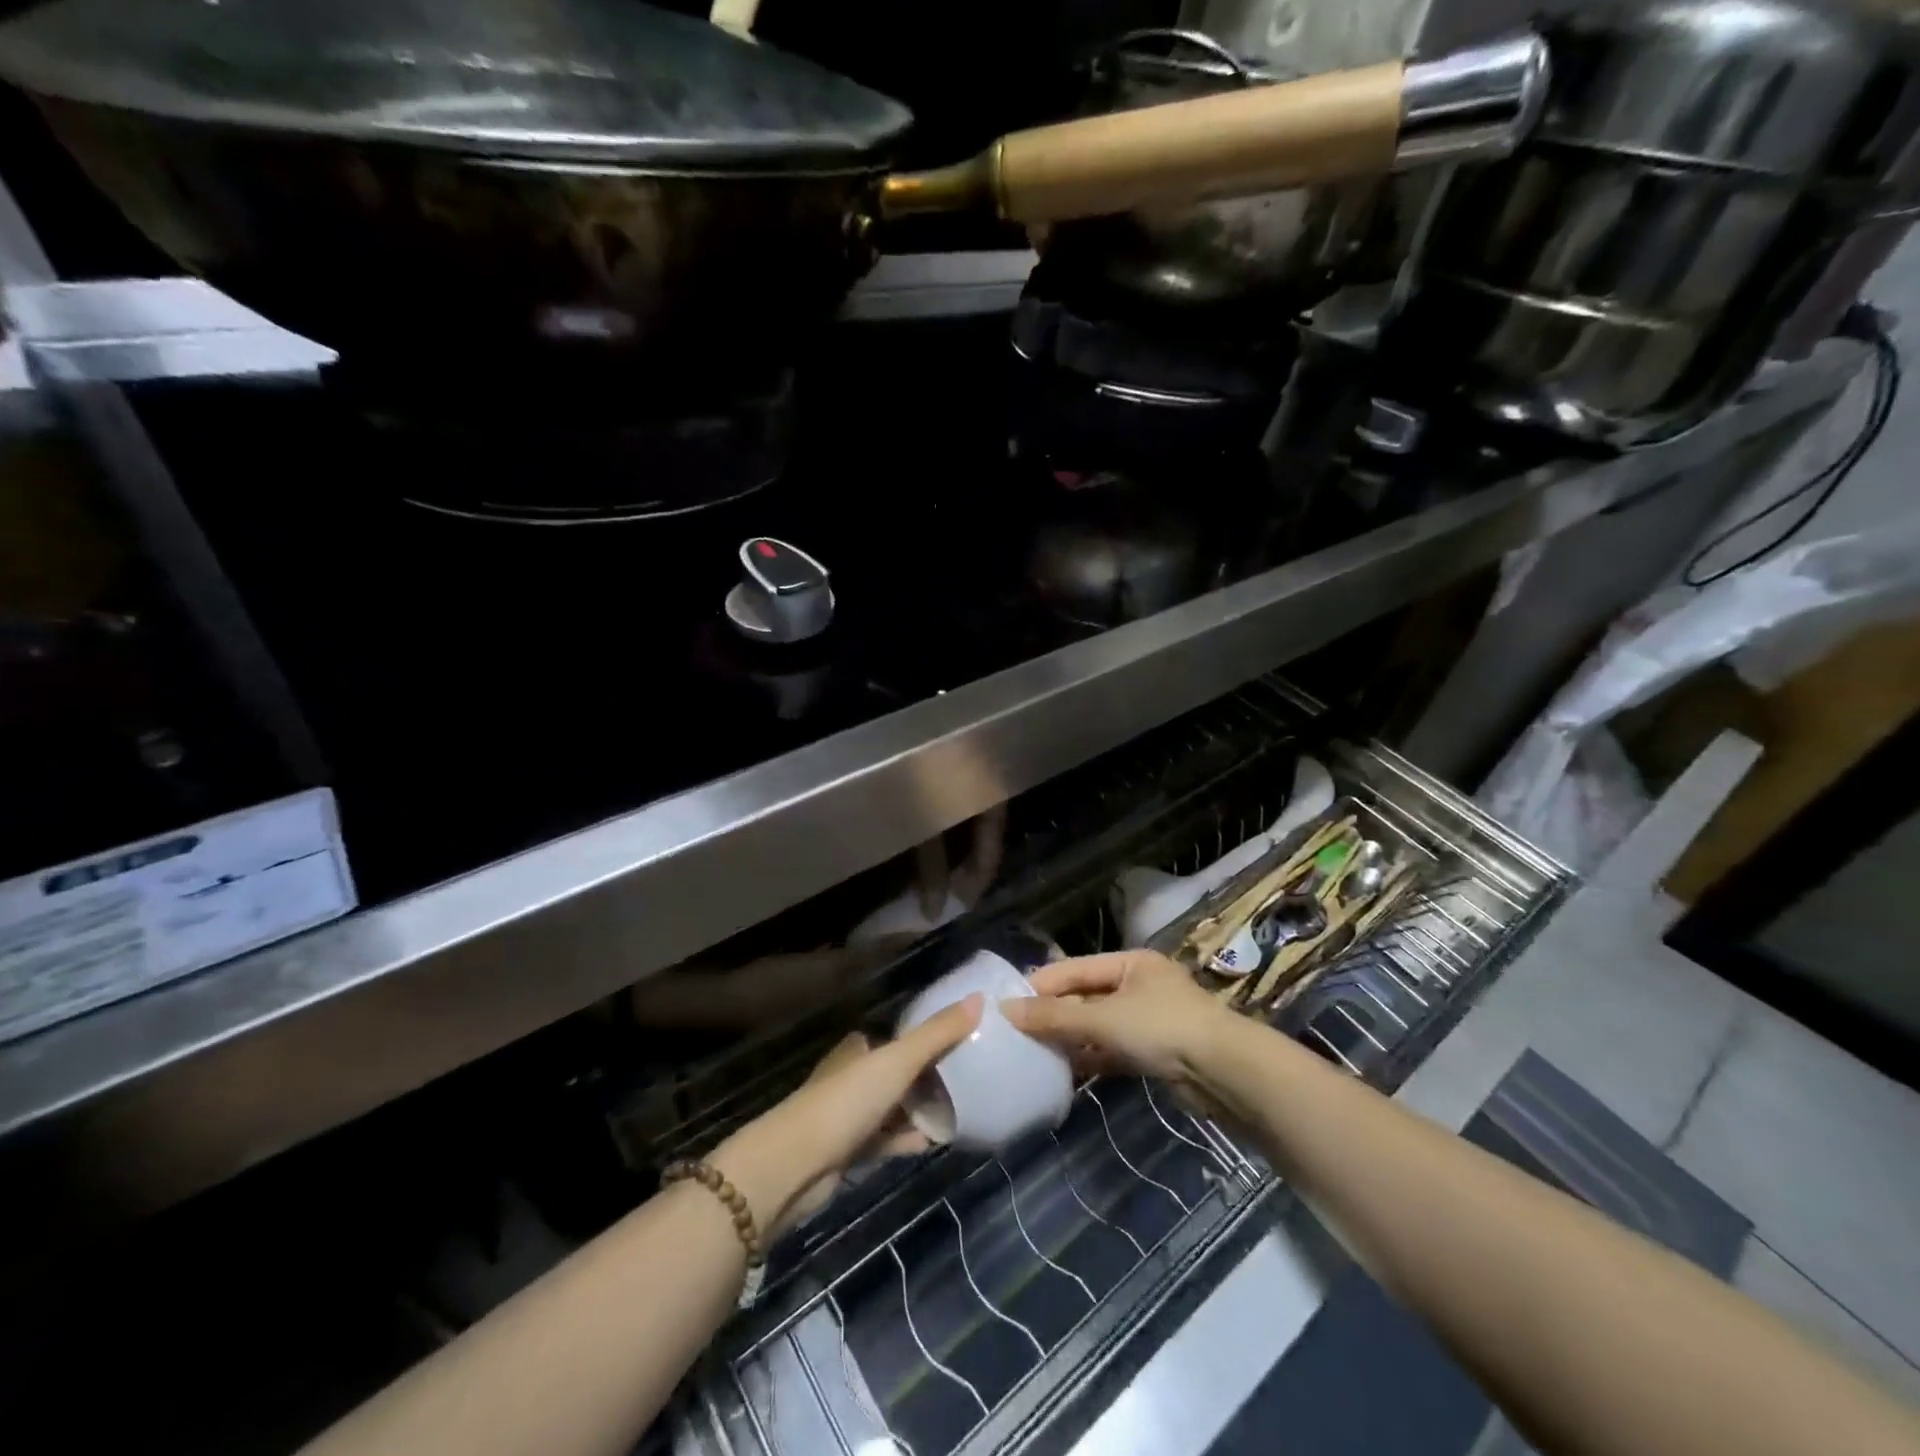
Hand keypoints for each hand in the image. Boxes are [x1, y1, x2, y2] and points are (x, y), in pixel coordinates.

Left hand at [710, 995, 981, 1238]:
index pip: (898, 1038)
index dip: (928, 1038)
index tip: (964, 1040)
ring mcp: (851, 1116)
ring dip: (922, 1110)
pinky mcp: (851, 1151)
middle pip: (898, 1073)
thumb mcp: (897, 1060)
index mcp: (859, 1049)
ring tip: (964, 1109)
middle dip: (930, 1076)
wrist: (795, 1165)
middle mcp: (853, 1076)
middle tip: (971, 1077)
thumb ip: (938, 1033)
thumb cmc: (846, 1101)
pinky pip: (889, 1140)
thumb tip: (979, 998)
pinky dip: (910, 1139)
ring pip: (895, 1107)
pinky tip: (937, 1142)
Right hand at [1001, 951, 1232, 1092]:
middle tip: (1016, 1030)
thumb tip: (1007, 1010)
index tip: (1009, 1002)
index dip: (1043, 984)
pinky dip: (1091, 1058)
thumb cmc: (1163, 1028)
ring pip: (1099, 1025)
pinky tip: (1065, 1071)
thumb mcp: (1104, 1019)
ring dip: (1071, 1038)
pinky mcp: (1155, 1053)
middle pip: (1087, 996)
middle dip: (1055, 1014)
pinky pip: (1113, 1050)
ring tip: (1033, 1051)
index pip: (1076, 968)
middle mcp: (1140, 985)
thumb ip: (1056, 1017)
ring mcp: (1149, 1020)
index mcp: (1131, 963)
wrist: (1225, 1074)